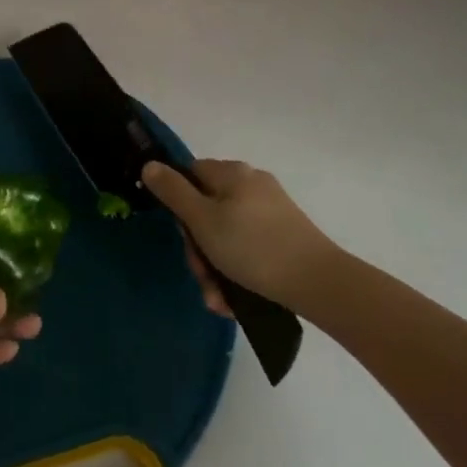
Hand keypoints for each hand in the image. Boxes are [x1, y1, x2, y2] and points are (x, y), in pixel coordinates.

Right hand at [142, 159, 341, 314]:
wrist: (317, 282)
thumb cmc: (252, 247)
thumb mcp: (203, 221)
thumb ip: (173, 192)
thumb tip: (149, 165)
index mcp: (232, 173)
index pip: (190, 175)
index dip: (179, 204)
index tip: (183, 236)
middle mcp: (252, 185)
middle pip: (207, 210)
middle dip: (199, 249)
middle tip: (203, 277)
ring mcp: (271, 211)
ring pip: (226, 236)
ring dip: (215, 269)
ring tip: (219, 299)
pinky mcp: (284, 236)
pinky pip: (248, 249)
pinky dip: (237, 272)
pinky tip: (235, 300)